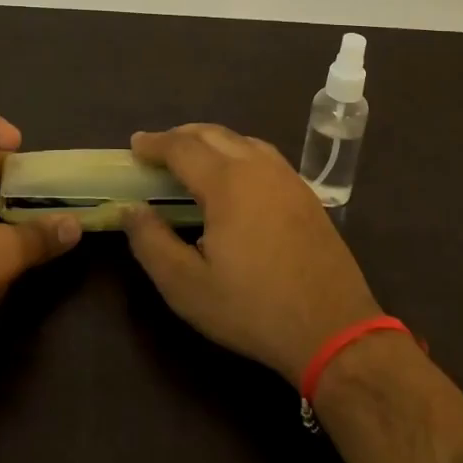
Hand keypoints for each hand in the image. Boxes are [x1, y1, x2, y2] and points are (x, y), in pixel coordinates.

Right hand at [122, 124, 381, 382]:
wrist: (333, 327)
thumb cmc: (253, 308)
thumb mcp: (187, 286)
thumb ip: (151, 242)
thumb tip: (130, 208)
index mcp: (227, 183)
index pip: (182, 148)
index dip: (154, 143)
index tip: (134, 145)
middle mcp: (258, 167)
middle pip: (213, 134)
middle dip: (180, 136)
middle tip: (157, 150)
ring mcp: (287, 177)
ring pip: (242, 140)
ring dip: (211, 140)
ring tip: (192, 157)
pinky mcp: (305, 193)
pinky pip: (263, 155)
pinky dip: (238, 151)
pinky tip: (234, 175)